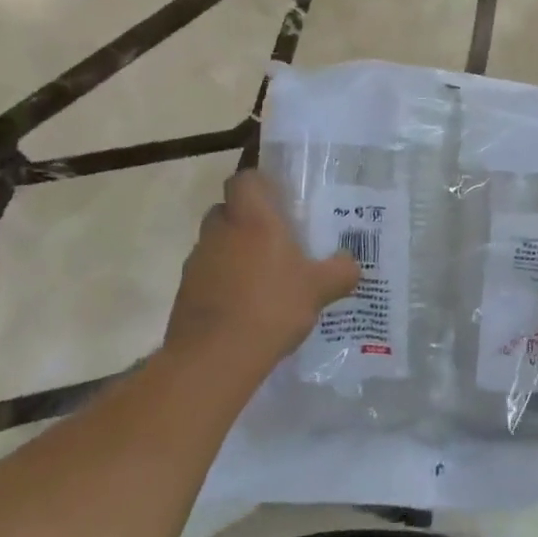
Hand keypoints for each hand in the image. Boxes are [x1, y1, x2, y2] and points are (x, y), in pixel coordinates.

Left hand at [165, 170, 359, 376]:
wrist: (214, 357)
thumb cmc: (272, 307)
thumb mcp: (319, 289)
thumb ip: (340, 271)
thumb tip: (352, 263)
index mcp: (252, 217)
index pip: (245, 179)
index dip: (259, 184)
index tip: (278, 201)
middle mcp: (220, 230)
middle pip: (227, 210)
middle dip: (247, 220)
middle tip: (274, 240)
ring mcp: (198, 261)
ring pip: (216, 243)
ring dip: (233, 253)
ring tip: (262, 279)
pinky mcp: (185, 292)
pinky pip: (207, 275)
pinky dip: (222, 283)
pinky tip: (244, 308)